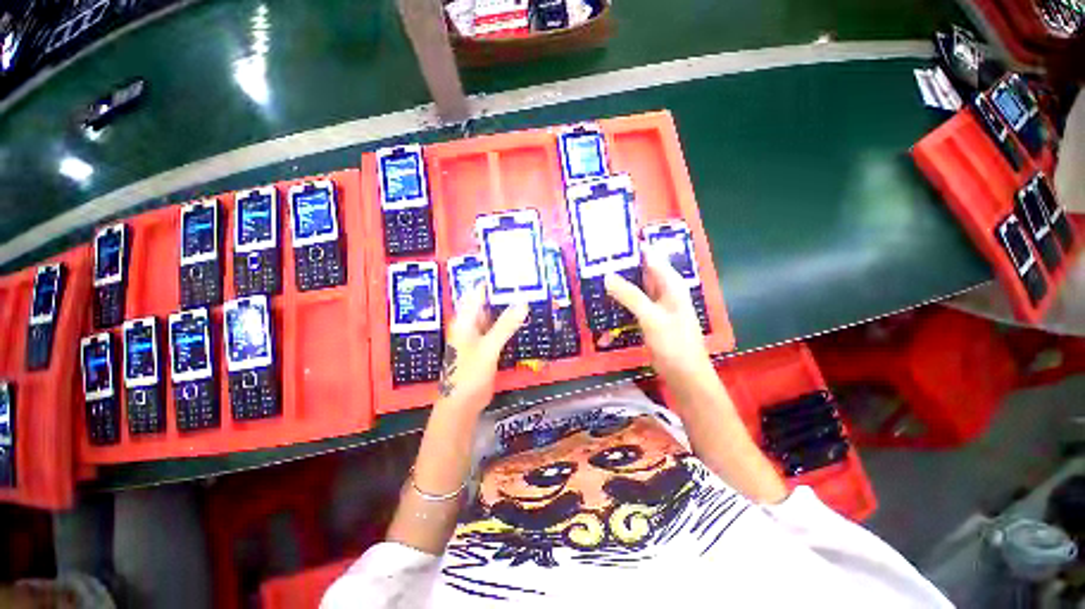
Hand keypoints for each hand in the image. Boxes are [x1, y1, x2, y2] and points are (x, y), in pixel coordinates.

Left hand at [435, 287, 527, 414]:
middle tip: (526, 283)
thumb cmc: (469, 373)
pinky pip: (498, 328)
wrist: (463, 403)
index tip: (512, 271)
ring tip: (528, 296)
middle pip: (487, 301)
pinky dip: (508, 322)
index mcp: (465, 319)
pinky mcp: (486, 345)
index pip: (478, 291)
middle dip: (503, 293)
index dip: (493, 280)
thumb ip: (505, 325)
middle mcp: (470, 323)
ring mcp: (478, 335)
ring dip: (507, 307)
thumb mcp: (489, 347)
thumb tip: (523, 301)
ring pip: (493, 315)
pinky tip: (522, 319)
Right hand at [605, 247, 714, 384]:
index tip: (608, 242)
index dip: (631, 247)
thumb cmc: (674, 343)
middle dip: (620, 265)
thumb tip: (607, 276)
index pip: (650, 256)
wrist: (684, 374)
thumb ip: (630, 296)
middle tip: (594, 259)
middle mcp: (663, 290)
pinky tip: (604, 299)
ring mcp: (655, 304)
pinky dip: (620, 300)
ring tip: (594, 275)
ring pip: (634, 287)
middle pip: (640, 270)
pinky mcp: (648, 317)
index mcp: (670, 283)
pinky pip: (632, 303)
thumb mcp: (651, 317)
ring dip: (618, 283)